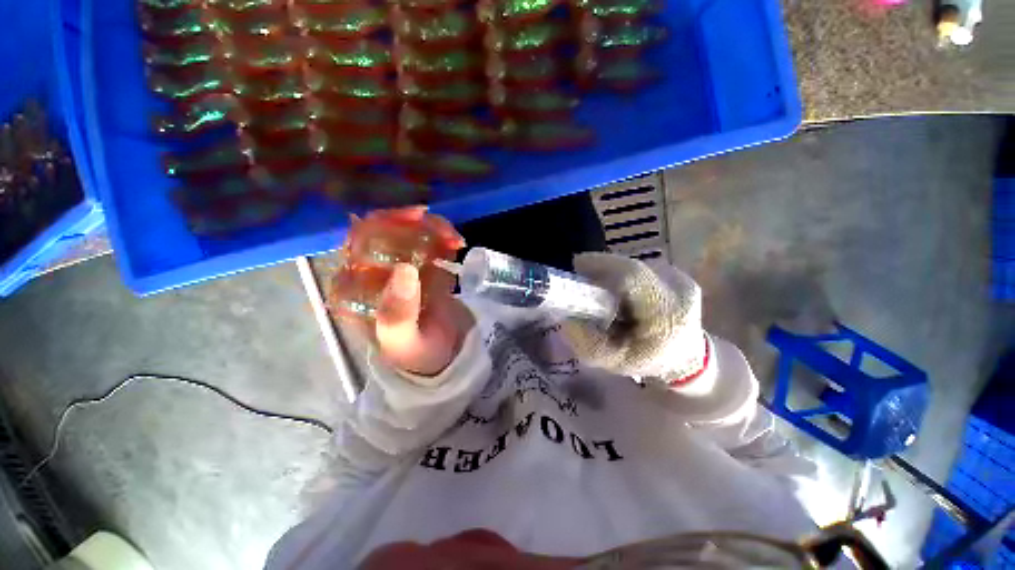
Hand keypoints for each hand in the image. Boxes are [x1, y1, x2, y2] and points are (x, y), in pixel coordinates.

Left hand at [335, 206, 472, 376]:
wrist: (441, 357)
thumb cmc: (414, 352)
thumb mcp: (402, 341)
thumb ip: (398, 312)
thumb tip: (404, 269)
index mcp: (356, 286)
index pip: (359, 242)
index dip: (384, 224)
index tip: (415, 219)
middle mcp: (374, 271)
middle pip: (387, 230)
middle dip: (415, 223)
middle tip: (443, 230)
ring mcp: (400, 266)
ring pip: (410, 232)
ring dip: (434, 229)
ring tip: (455, 240)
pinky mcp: (422, 267)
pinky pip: (430, 242)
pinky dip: (444, 238)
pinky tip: (457, 244)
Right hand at [561, 253, 708, 384]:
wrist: (687, 358)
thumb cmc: (650, 362)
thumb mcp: (616, 363)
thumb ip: (589, 344)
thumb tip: (567, 319)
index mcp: (667, 315)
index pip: (634, 277)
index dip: (603, 265)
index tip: (577, 265)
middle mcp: (680, 290)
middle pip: (630, 268)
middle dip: (602, 270)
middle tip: (582, 280)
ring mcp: (681, 278)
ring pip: (633, 267)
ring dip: (613, 274)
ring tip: (603, 291)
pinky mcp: (676, 274)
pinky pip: (640, 269)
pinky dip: (623, 276)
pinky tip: (620, 292)